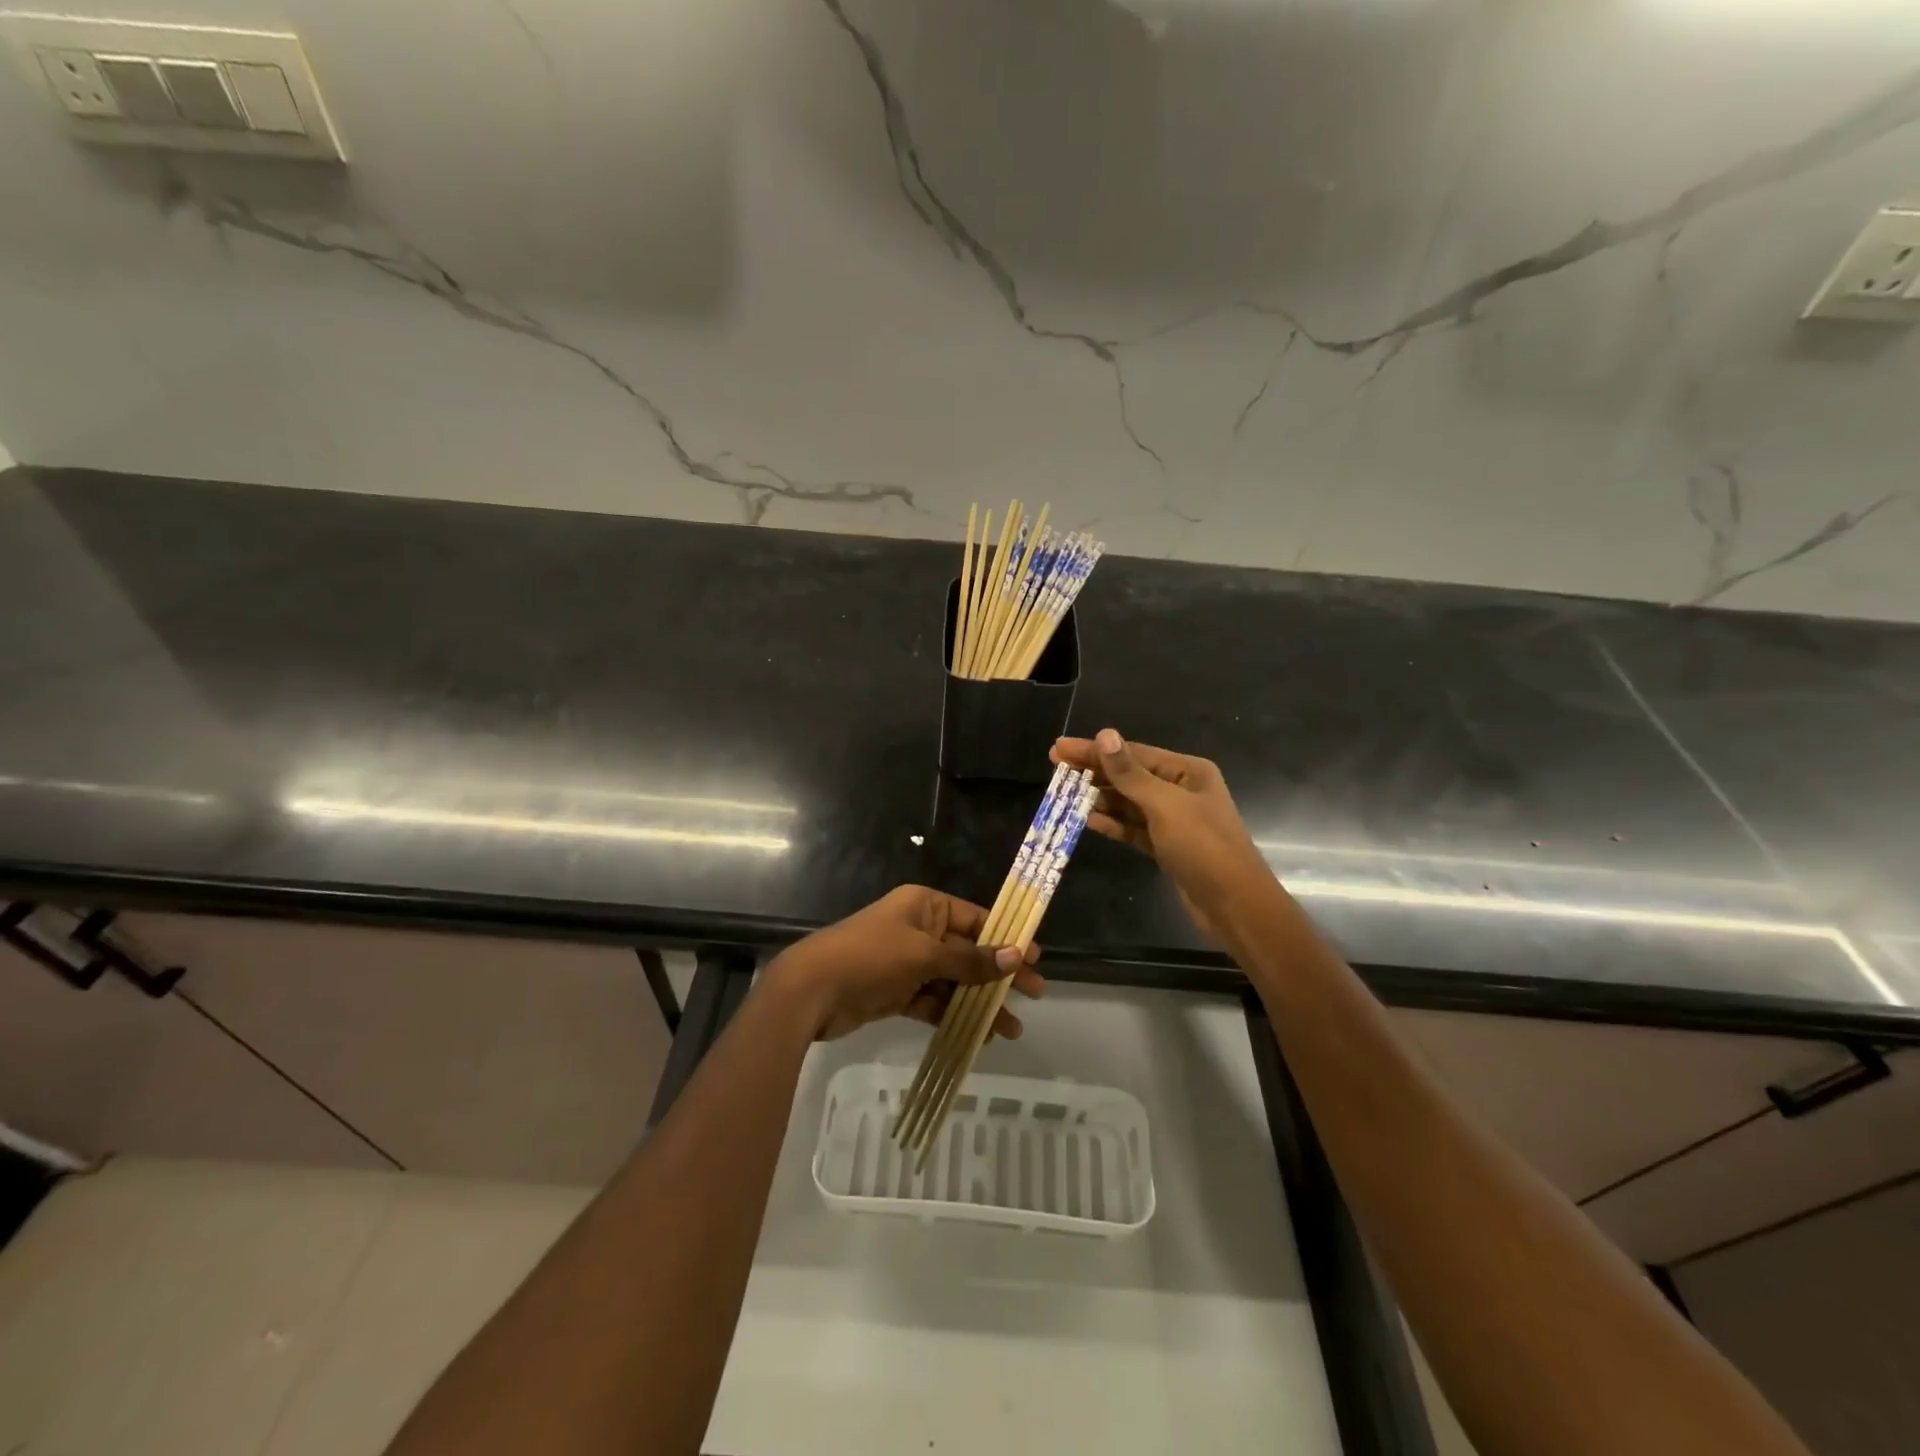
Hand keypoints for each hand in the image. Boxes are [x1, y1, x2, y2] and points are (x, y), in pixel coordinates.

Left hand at [766, 885, 1045, 1041]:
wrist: (810, 991)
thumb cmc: (870, 957)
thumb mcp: (923, 955)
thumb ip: (969, 960)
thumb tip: (1015, 956)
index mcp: (925, 906)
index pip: (975, 918)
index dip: (1006, 938)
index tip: (1035, 958)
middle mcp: (919, 929)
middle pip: (968, 951)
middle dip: (999, 974)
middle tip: (1036, 993)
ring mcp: (908, 962)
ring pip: (954, 981)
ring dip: (981, 1002)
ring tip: (1012, 1028)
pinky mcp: (897, 992)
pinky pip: (935, 1001)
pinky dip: (955, 1015)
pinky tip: (980, 1034)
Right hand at [1051, 730, 1269, 943]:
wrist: (1234, 906)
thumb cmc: (1203, 847)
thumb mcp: (1164, 805)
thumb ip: (1130, 773)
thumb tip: (1104, 734)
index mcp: (1187, 771)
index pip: (1132, 753)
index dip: (1095, 750)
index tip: (1059, 748)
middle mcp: (1181, 791)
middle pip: (1129, 776)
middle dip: (1094, 772)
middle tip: (1055, 767)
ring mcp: (1174, 821)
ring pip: (1129, 803)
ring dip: (1100, 798)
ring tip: (1065, 794)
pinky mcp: (1166, 847)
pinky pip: (1133, 829)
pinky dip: (1112, 824)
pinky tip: (1088, 820)